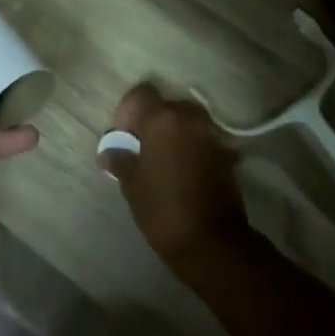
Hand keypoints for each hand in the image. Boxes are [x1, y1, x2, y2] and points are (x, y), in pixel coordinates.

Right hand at [97, 83, 248, 271]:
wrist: (212, 241)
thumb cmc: (163, 208)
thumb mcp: (132, 184)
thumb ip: (120, 159)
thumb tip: (108, 151)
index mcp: (162, 119)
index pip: (141, 94)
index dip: (128, 111)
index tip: (123, 136)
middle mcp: (190, 118)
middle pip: (166, 106)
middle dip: (152, 122)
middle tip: (140, 148)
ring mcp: (212, 135)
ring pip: (186, 122)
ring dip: (173, 135)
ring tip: (161, 161)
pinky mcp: (226, 154)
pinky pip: (201, 140)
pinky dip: (190, 148)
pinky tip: (181, 172)